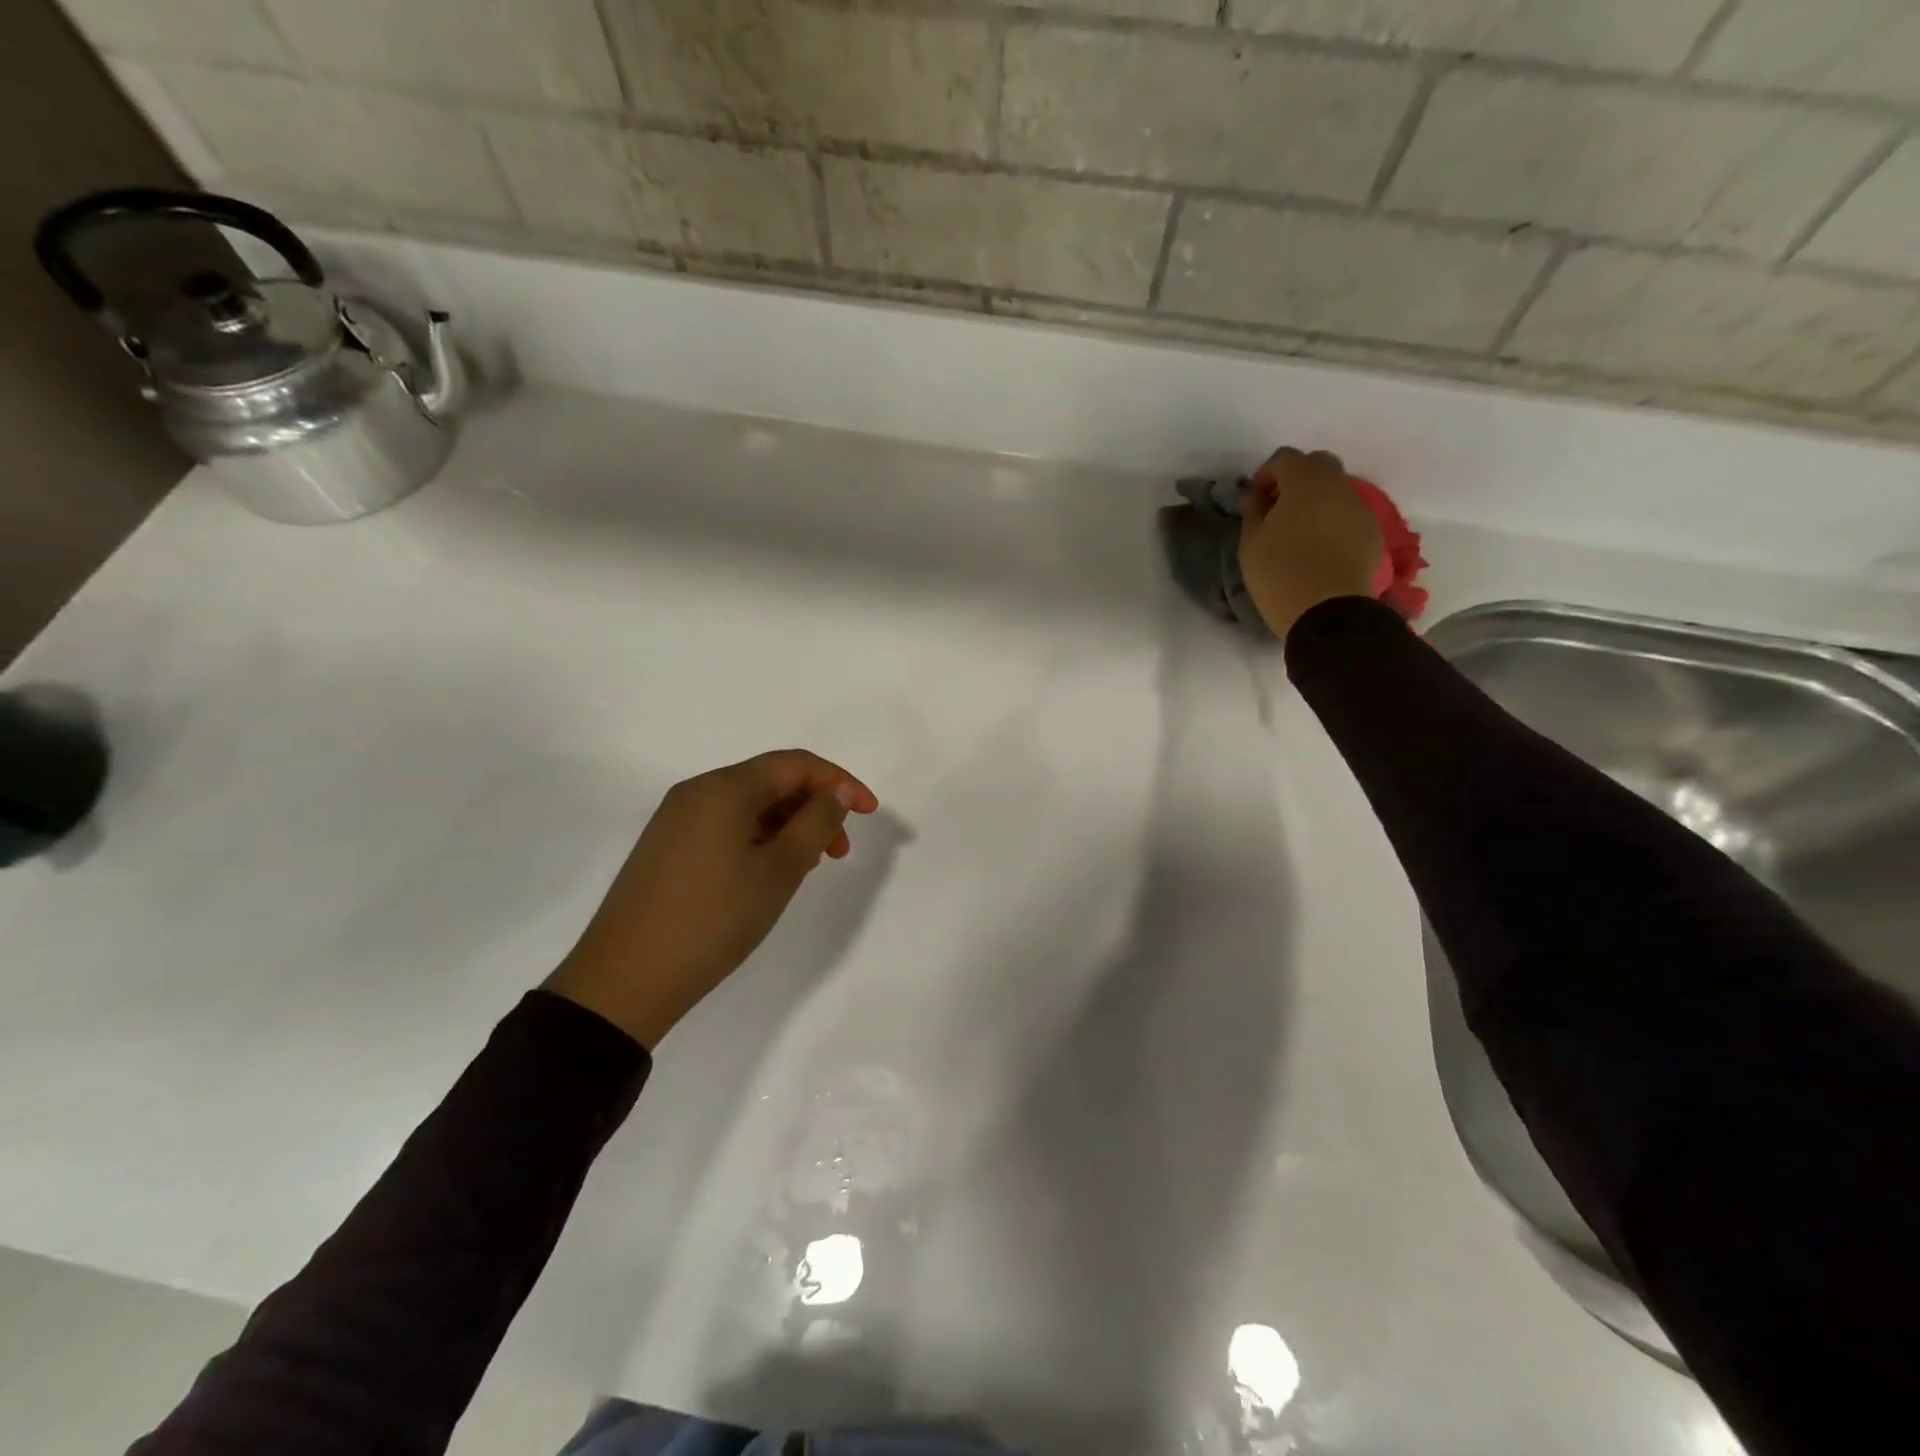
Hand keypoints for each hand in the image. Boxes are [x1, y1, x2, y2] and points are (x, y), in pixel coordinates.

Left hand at [545, 750, 879, 1048]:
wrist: (625, 979)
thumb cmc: (713, 919)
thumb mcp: (779, 870)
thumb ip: (816, 822)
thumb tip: (837, 792)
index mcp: (724, 788)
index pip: (795, 764)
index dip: (840, 781)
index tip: (869, 812)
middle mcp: (696, 792)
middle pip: (770, 781)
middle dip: (814, 807)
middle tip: (838, 852)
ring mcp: (676, 820)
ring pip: (748, 806)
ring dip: (788, 826)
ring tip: (806, 868)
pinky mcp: (667, 848)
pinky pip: (726, 826)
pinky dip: (759, 839)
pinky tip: (769, 873)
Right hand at [1238, 448, 1384, 641]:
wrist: (1329, 612)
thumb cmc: (1280, 574)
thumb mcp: (1251, 543)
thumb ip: (1253, 511)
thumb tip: (1256, 496)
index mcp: (1306, 481)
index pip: (1284, 458)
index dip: (1266, 475)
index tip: (1254, 501)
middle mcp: (1338, 485)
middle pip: (1317, 465)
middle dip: (1296, 480)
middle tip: (1278, 509)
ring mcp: (1361, 508)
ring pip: (1336, 489)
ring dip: (1316, 500)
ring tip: (1299, 531)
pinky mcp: (1373, 532)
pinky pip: (1349, 514)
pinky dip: (1333, 520)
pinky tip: (1320, 547)